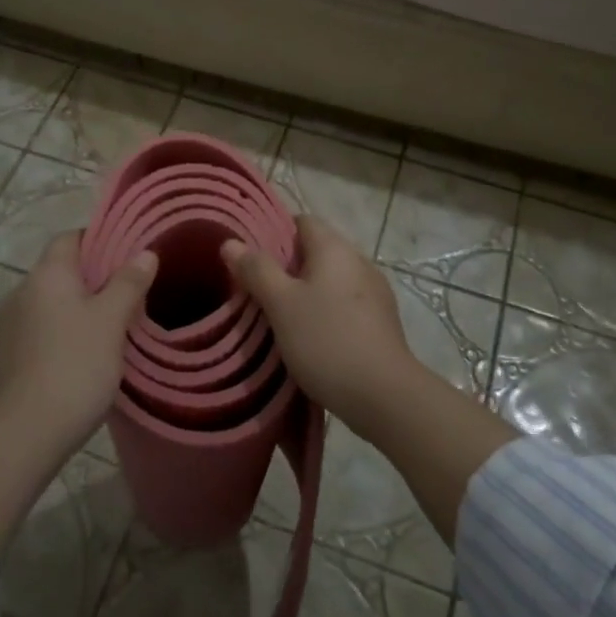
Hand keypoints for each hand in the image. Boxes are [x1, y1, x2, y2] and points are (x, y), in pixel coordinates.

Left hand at [0, 231, 157, 450]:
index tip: (127, 257)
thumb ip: (128, 284)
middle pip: (59, 272)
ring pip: (47, 305)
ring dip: (74, 311)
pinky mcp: (0, 358)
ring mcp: (4, 326)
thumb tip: (144, 254)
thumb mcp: (112, 322)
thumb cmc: (74, 367)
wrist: (23, 434)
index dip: (99, 241)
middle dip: (91, 281)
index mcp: (46, 275)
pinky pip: (36, 333)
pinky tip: (79, 360)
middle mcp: (19, 291)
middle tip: (127, 298)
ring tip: (107, 332)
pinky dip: (58, 336)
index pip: (70, 238)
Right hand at [220, 215, 415, 426]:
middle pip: (317, 251)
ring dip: (307, 292)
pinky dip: (326, 312)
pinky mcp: (382, 321)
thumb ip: (256, 270)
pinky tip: (312, 337)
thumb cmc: (327, 340)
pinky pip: (345, 304)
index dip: (275, 233)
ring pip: (331, 280)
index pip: (302, 221)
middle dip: (287, 267)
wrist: (384, 395)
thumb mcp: (281, 305)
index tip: (252, 259)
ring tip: (280, 317)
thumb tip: (231, 242)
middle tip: (258, 291)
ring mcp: (375, 292)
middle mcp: (359, 261)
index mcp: (335, 248)